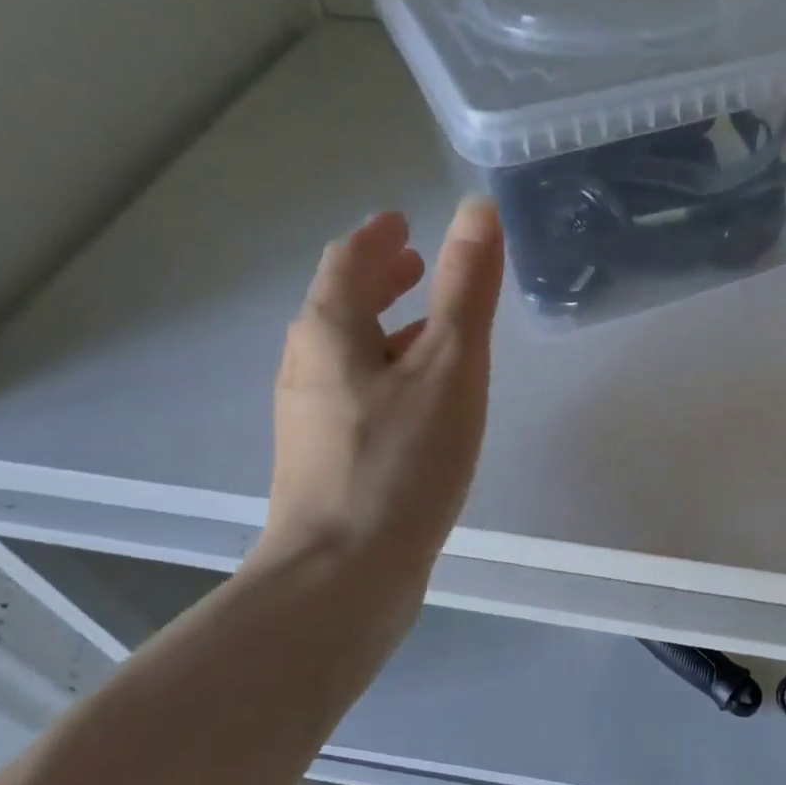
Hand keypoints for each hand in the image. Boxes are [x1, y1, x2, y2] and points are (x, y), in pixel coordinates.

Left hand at [255, 199, 503, 618]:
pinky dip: (387, 372)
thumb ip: (465, 288)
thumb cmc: (401, 461)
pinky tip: (420, 401)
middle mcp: (308, 366)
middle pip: (341, 305)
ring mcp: (312, 417)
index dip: (377, 238)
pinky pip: (357, 392)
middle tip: (418, 264)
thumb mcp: (449, 366)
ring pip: (350, 352)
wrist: (342, 575)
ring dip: (385, 327)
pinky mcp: (326, 459)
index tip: (402, 224)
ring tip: (431, 328)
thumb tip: (477, 209)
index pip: (347, 262)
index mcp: (329, 332)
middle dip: (379, 279)